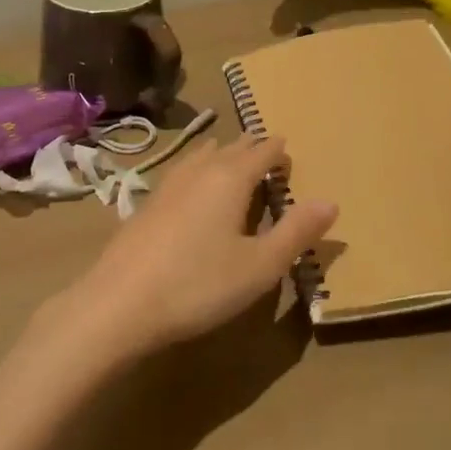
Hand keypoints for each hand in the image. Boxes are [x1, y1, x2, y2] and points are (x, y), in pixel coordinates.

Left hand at [51, 134, 336, 359]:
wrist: (120, 302)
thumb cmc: (199, 283)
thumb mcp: (259, 266)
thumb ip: (296, 232)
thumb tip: (330, 202)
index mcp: (231, 179)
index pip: (261, 152)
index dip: (278, 150)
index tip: (289, 149)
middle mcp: (200, 171)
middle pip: (231, 149)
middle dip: (251, 148)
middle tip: (266, 150)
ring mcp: (168, 184)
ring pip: (202, 156)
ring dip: (222, 154)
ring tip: (232, 157)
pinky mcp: (147, 203)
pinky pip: (182, 172)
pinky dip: (198, 169)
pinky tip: (192, 185)